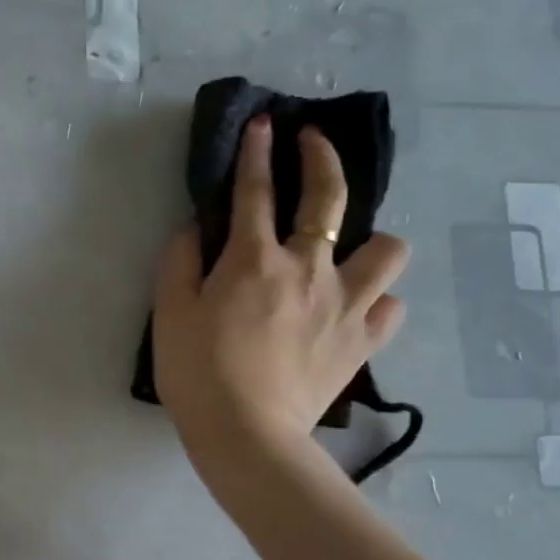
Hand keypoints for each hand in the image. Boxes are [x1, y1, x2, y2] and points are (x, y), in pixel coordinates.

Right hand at [152, 118, 409, 476]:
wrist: (247, 434)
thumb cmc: (197, 372)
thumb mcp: (170, 312)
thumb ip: (180, 261)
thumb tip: (195, 228)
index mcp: (254, 260)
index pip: (255, 190)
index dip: (256, 152)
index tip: (263, 124)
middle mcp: (309, 269)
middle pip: (329, 198)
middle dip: (323, 158)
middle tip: (313, 142)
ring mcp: (345, 304)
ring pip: (388, 250)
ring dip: (371, 241)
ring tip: (348, 252)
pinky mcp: (363, 341)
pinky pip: (390, 307)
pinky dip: (377, 301)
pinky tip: (355, 308)